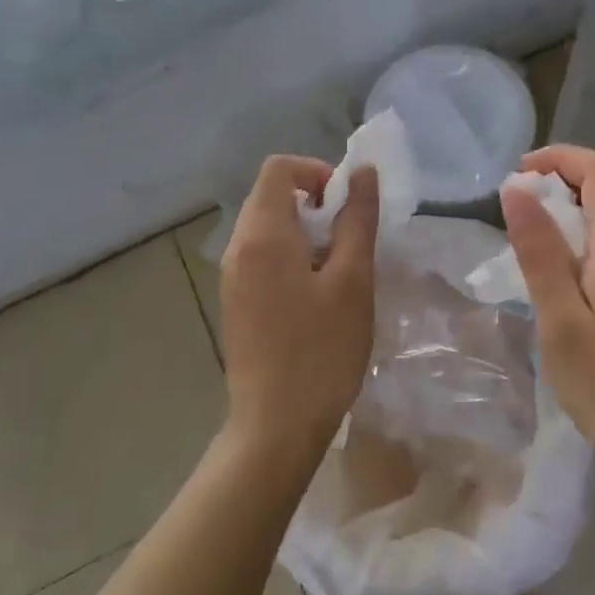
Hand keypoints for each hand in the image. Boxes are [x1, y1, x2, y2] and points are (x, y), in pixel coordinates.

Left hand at [220, 155, 379, 466]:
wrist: (276, 426)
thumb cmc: (321, 350)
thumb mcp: (352, 280)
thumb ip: (357, 219)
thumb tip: (361, 172)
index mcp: (262, 235)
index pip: (279, 168)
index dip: (316, 171)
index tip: (346, 205)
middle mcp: (238, 248)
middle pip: (271, 195)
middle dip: (315, 202)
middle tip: (349, 239)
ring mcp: (232, 277)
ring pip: (268, 227)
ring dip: (305, 232)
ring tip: (339, 270)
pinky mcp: (236, 301)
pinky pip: (262, 256)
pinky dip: (292, 256)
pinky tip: (318, 295)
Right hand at [501, 144, 594, 481]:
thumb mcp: (561, 321)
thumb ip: (540, 251)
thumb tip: (517, 189)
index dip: (558, 158)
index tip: (516, 177)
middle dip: (561, 182)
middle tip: (516, 212)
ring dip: (572, 213)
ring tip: (532, 244)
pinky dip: (586, 242)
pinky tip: (564, 280)